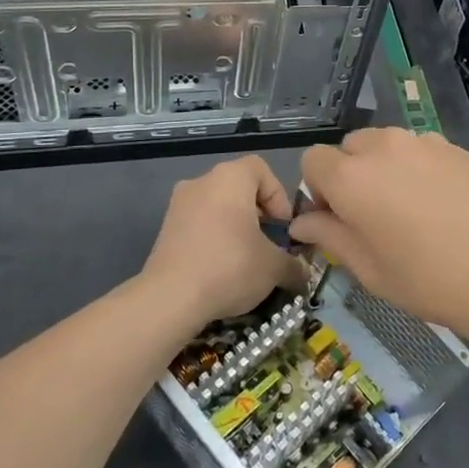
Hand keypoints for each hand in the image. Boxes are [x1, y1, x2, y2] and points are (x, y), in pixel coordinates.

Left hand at [140, 154, 304, 325]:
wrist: (170, 298)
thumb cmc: (230, 267)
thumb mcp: (275, 267)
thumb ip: (295, 265)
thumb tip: (303, 274)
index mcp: (230, 178)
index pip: (262, 169)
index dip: (279, 196)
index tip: (283, 228)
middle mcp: (201, 182)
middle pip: (239, 189)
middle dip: (259, 215)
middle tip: (269, 245)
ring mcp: (178, 205)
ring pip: (218, 208)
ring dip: (236, 229)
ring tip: (247, 260)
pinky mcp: (165, 229)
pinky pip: (199, 225)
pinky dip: (214, 240)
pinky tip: (221, 270)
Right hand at [289, 128, 468, 338]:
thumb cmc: (430, 280)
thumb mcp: (370, 269)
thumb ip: (331, 236)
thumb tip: (303, 222)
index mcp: (352, 177)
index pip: (312, 161)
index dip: (318, 190)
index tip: (338, 220)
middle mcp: (384, 147)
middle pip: (350, 147)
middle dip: (350, 174)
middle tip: (373, 217)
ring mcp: (425, 143)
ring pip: (387, 145)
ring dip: (385, 168)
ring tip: (411, 210)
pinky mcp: (458, 148)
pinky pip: (422, 150)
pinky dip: (419, 169)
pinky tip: (444, 206)